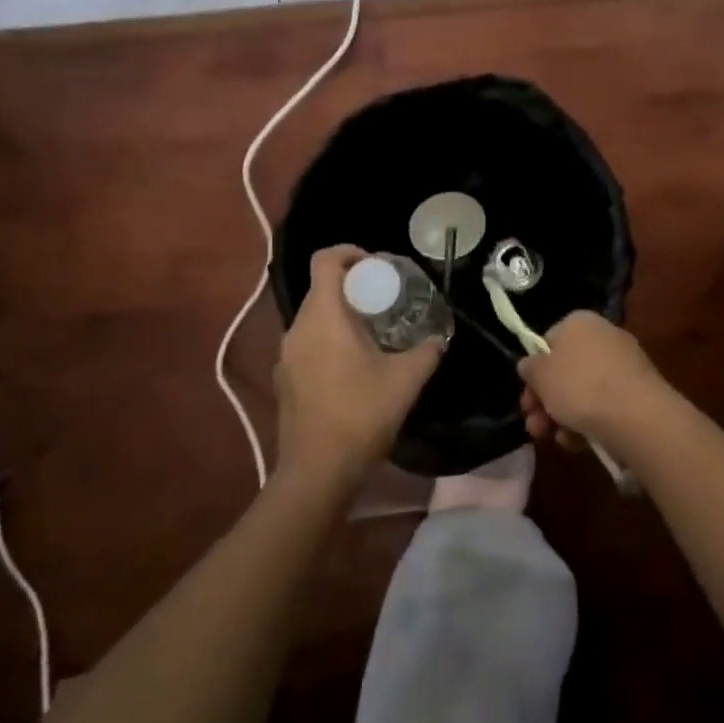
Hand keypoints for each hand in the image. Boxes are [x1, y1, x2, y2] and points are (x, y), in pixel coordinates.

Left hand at [275, 246, 442, 483]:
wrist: (318, 471)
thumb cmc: (362, 414)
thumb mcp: (406, 380)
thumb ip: (427, 351)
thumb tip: (439, 338)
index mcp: (323, 317)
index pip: (326, 260)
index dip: (350, 252)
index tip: (378, 265)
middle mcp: (297, 328)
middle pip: (321, 289)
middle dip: (353, 287)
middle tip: (386, 301)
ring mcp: (286, 355)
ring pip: (314, 318)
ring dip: (342, 316)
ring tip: (374, 334)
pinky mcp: (285, 379)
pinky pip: (308, 344)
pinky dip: (330, 341)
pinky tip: (354, 367)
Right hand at [517, 311, 664, 447]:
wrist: (637, 416)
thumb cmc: (580, 387)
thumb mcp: (540, 375)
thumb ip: (530, 367)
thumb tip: (531, 365)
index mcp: (579, 322)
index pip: (548, 342)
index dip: (535, 371)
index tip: (528, 396)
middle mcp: (603, 336)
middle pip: (565, 370)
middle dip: (545, 402)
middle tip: (534, 426)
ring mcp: (624, 365)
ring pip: (583, 392)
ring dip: (563, 417)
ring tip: (556, 440)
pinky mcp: (638, 392)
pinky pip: (605, 405)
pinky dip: (588, 423)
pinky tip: (579, 443)